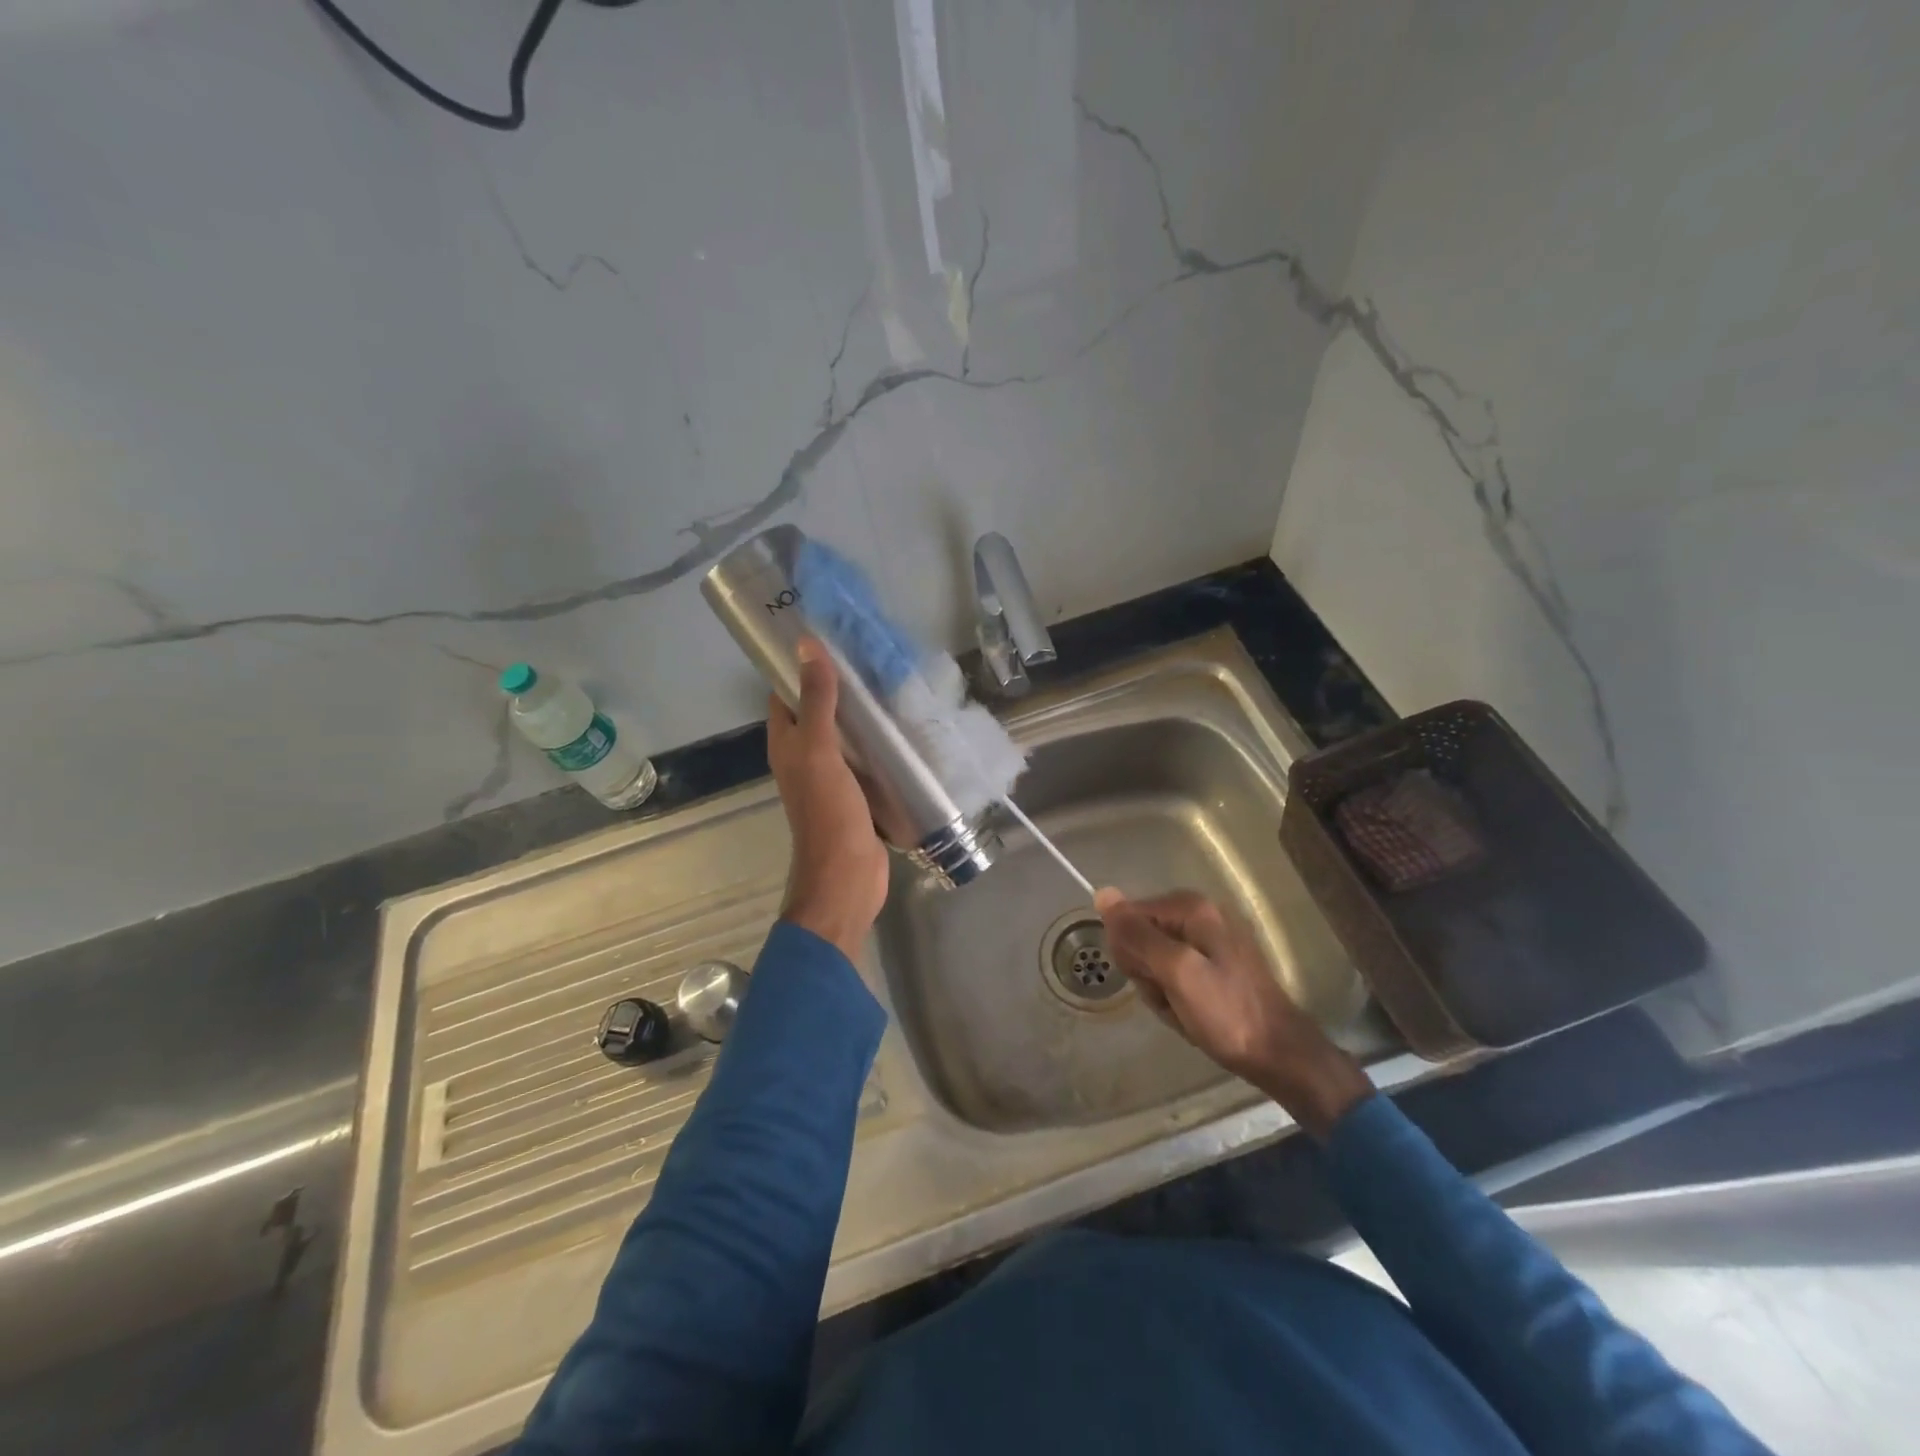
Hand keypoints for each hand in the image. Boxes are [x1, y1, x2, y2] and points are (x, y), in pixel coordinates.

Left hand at [767, 638, 890, 960]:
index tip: (830, 637)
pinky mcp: (859, 794)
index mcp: (787, 744)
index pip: (786, 694)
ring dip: (863, 715)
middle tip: (872, 657)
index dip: (800, 666)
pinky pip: (867, 759)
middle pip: (819, 712)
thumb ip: (817, 701)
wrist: (847, 877)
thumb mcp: (820, 751)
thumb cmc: (828, 812)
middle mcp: (805, 757)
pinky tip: (905, 727)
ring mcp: (833, 777)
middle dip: (840, 687)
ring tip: (893, 683)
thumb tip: (807, 645)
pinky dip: (880, 743)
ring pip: (846, 736)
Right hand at [1094, 888, 1372, 1138]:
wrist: (1279, 1055)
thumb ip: (1138, 934)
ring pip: (1155, 961)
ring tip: (1183, 1009)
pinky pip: (1174, 975)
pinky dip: (1175, 997)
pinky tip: (1191, 1014)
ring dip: (1160, 990)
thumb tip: (1102, 894)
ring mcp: (1209, 940)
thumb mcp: (1176, 972)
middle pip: (1141, 937)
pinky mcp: (1215, 965)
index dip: (1130, 952)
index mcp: (1191, 908)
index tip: (1150, 979)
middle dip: (1147, 973)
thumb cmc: (1227, 1013)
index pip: (1129, 917)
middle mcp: (1199, 915)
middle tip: (1170, 997)